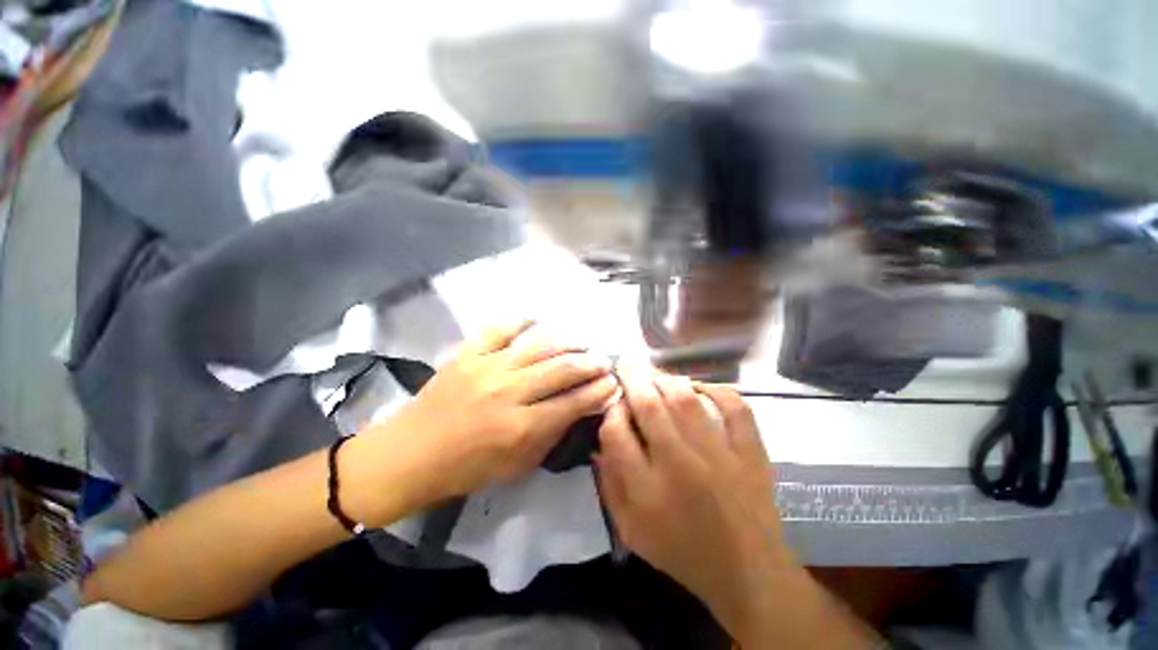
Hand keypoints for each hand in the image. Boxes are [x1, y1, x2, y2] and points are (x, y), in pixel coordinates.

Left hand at [371, 321, 619, 510]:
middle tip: (604, 360)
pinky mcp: (467, 354)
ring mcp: (486, 368)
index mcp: (519, 427)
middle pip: (561, 369)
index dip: (597, 392)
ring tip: (583, 342)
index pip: (572, 403)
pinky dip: (520, 321)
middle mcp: (507, 392)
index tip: (613, 383)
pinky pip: (498, 329)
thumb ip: (550, 436)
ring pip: (538, 346)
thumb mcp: (516, 466)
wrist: (409, 455)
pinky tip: (537, 320)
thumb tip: (579, 409)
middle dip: (590, 363)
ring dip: (567, 342)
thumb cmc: (465, 469)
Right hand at [594, 370, 791, 639]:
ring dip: (664, 379)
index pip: (616, 433)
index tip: (612, 405)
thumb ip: (609, 485)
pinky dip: (717, 389)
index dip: (610, 411)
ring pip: (685, 399)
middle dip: (631, 380)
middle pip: (648, 406)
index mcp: (647, 490)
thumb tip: (599, 443)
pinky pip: (734, 407)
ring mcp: (719, 455)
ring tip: (654, 374)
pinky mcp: (750, 452)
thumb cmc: (682, 553)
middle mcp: (680, 465)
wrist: (749, 574)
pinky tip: (700, 388)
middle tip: (625, 367)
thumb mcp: (631, 531)